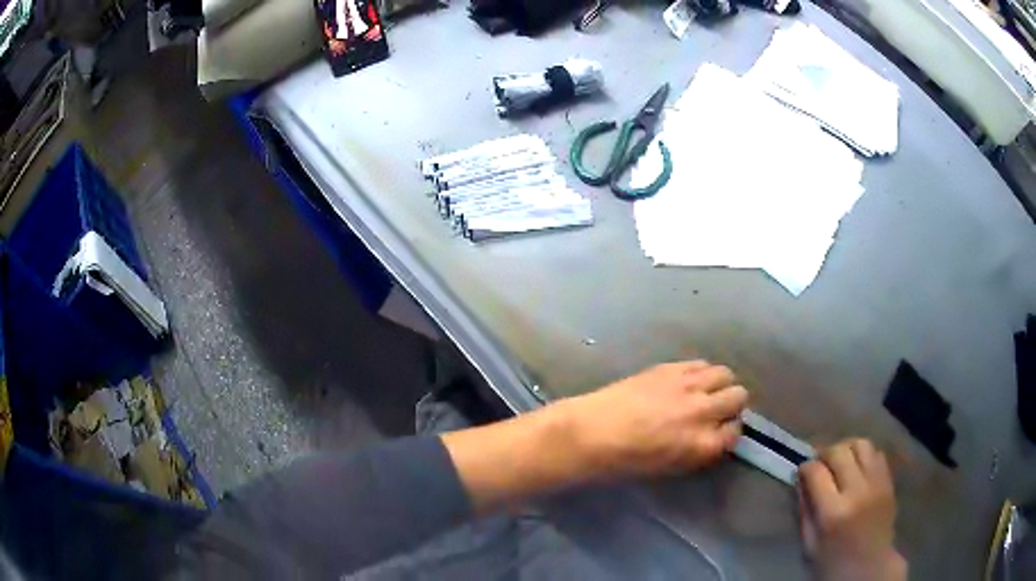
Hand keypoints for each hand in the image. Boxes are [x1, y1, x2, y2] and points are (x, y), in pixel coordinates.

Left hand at [560, 361, 747, 479]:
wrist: (592, 433)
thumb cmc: (627, 461)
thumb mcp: (672, 467)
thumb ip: (700, 450)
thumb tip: (713, 436)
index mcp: (704, 444)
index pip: (735, 432)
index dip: (728, 431)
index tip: (719, 431)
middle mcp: (704, 411)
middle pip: (738, 397)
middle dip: (731, 405)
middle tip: (715, 410)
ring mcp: (689, 386)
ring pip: (725, 374)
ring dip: (720, 384)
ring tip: (705, 391)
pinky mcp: (671, 368)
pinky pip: (701, 363)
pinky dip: (701, 372)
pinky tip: (687, 381)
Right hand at [797, 439, 906, 580]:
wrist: (869, 566)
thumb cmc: (833, 562)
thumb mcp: (810, 545)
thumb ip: (805, 511)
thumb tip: (801, 481)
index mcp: (833, 513)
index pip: (816, 473)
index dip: (805, 467)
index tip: (802, 471)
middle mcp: (857, 491)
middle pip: (839, 452)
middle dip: (824, 453)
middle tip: (819, 464)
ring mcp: (877, 483)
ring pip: (861, 445)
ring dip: (846, 448)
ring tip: (840, 460)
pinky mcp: (888, 481)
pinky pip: (876, 453)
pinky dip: (864, 454)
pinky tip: (857, 467)